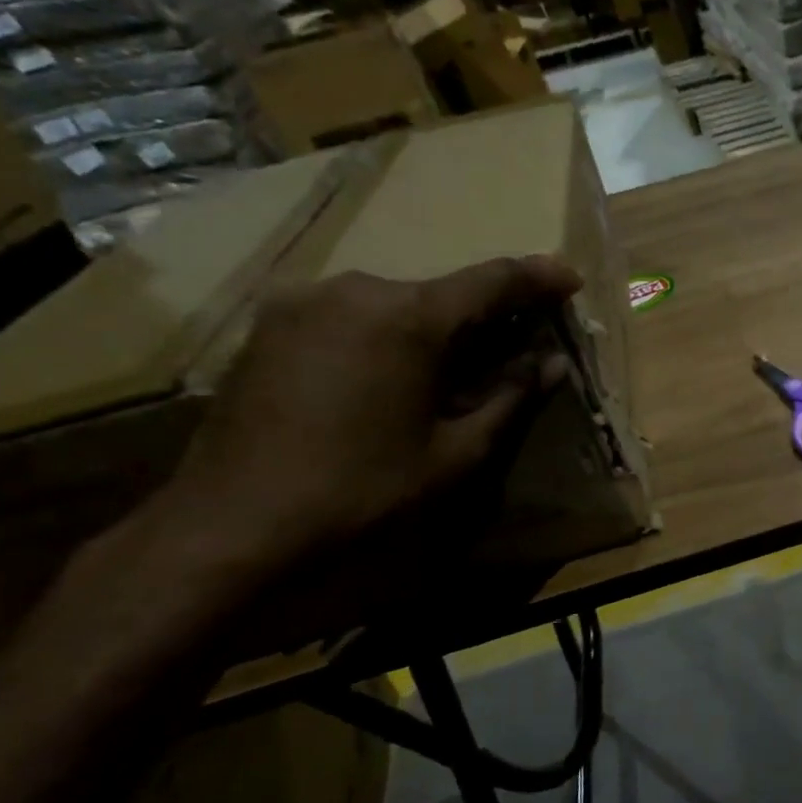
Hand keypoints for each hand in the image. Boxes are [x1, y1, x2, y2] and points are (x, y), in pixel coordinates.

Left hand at [154, 256, 581, 572]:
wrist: (231, 524)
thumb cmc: (361, 491)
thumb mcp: (454, 453)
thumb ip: (509, 398)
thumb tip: (552, 364)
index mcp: (407, 317)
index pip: (492, 281)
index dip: (538, 278)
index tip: (570, 279)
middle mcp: (355, 290)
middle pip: (441, 291)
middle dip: (485, 313)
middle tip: (516, 343)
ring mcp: (304, 302)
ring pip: (396, 302)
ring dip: (435, 326)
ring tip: (455, 368)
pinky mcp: (272, 324)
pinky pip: (353, 315)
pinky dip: (389, 333)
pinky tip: (396, 373)